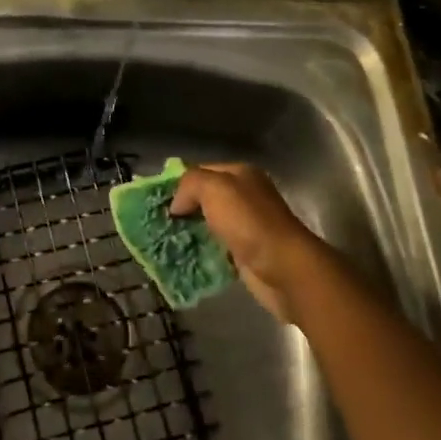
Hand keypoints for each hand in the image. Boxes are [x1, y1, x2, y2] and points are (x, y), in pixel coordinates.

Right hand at [170, 163, 326, 322]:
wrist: (284, 268)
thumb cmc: (249, 222)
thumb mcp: (214, 188)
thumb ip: (190, 184)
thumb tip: (176, 204)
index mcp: (241, 174)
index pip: (202, 171)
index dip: (179, 182)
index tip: (156, 199)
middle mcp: (244, 197)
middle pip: (205, 198)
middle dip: (182, 209)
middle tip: (156, 222)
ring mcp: (246, 227)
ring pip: (208, 225)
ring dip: (189, 233)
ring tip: (163, 242)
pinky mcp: (245, 255)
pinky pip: (215, 249)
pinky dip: (200, 253)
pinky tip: (182, 258)